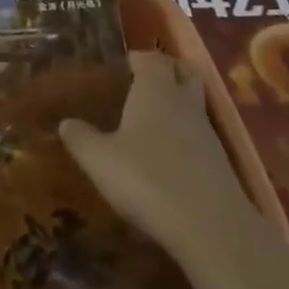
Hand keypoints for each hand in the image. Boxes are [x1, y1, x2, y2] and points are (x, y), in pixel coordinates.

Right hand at [59, 50, 253, 256]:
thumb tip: (65, 123)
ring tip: (150, 123)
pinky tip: (167, 158)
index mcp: (155, 90)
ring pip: (194, 104)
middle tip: (143, 83)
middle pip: (184, 72)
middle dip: (167, 71)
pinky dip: (186, 137)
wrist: (212, 229)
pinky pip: (201, 136)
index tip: (121, 67)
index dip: (137, 59)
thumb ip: (80, 138)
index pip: (151, 58)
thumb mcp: (99, 160)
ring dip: (177, 106)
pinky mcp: (222, 164)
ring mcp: (208, 134)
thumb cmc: (147, 180)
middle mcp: (184, 102)